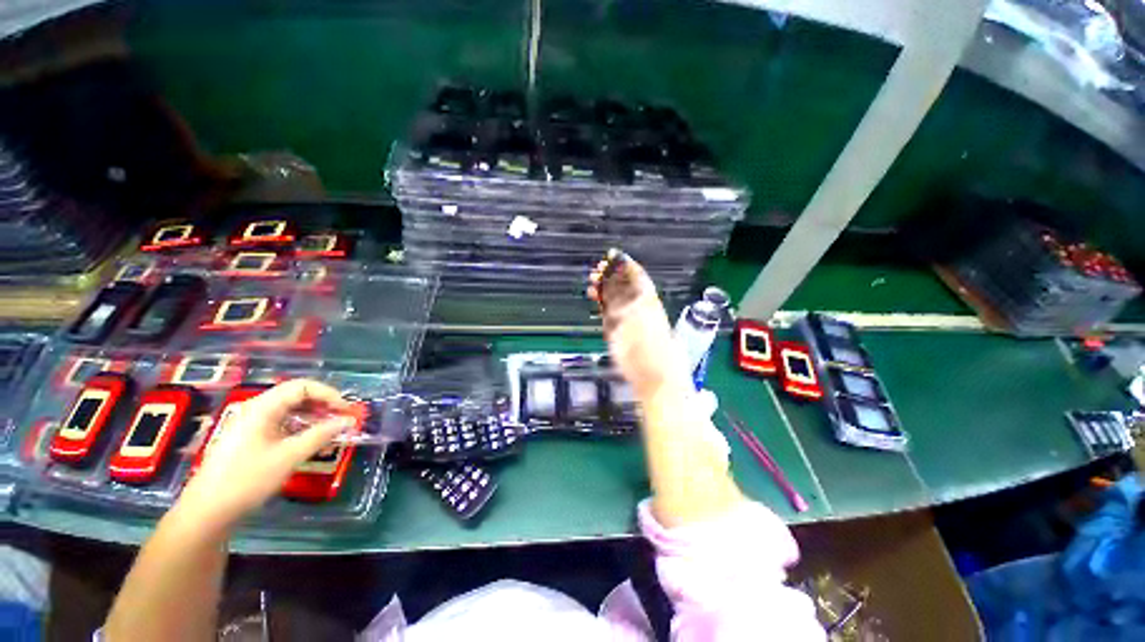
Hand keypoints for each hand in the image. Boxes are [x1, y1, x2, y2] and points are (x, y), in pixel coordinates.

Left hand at [176, 379, 355, 531]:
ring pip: (290, 409)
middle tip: (342, 419)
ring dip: (314, 415)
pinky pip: (282, 422)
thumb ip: (321, 434)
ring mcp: (251, 423)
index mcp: (262, 407)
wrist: (207, 511)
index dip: (328, 394)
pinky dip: (301, 426)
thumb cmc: (248, 479)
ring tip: (331, 430)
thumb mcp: (289, 456)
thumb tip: (349, 420)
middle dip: (323, 404)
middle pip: (296, 395)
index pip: (302, 386)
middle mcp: (256, 409)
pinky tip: (310, 440)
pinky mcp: (250, 437)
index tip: (346, 410)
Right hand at [588, 250, 689, 396]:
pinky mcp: (619, 331)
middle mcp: (639, 307)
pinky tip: (594, 296)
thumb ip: (624, 298)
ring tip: (592, 282)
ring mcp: (628, 319)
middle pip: (624, 285)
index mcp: (649, 301)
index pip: (637, 276)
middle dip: (611, 275)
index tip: (612, 256)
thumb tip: (617, 279)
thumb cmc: (650, 349)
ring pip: (615, 297)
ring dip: (604, 287)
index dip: (625, 265)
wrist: (654, 378)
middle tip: (597, 270)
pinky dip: (601, 301)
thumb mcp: (638, 319)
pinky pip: (609, 310)